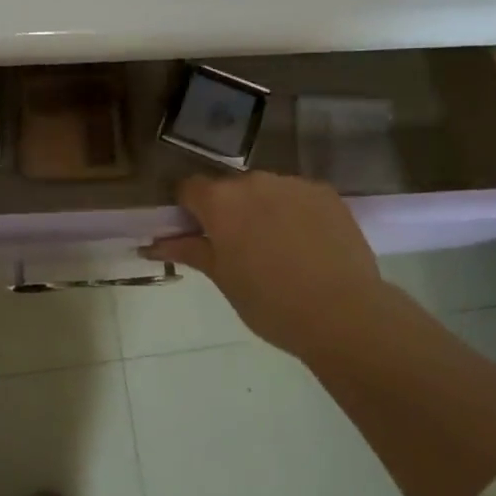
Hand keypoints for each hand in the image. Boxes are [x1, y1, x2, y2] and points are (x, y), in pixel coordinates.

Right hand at [142, 173, 391, 362]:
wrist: (343, 314)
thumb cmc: (270, 302)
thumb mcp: (222, 278)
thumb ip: (188, 250)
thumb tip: (151, 243)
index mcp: (220, 201)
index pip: (189, 188)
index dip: (188, 209)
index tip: (198, 235)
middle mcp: (254, 181)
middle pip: (229, 189)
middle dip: (229, 211)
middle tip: (239, 249)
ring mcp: (293, 184)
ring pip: (266, 191)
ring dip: (263, 210)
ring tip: (279, 249)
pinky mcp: (325, 193)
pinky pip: (298, 196)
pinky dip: (295, 213)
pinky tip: (307, 245)